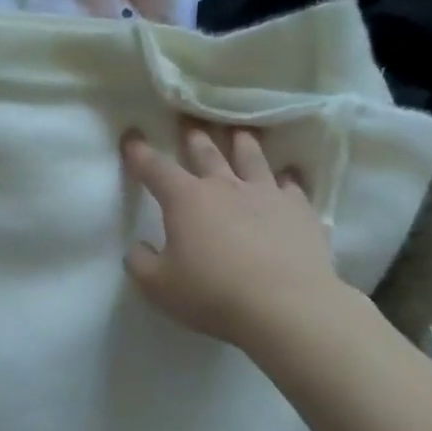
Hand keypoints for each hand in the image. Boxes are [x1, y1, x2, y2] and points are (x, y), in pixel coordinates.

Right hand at [122, 122, 337, 349]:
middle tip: (189, 125)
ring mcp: (267, 194)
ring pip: (252, 159)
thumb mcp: (159, 286)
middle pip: (207, 153)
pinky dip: (287, 179)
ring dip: (243, 144)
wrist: (285, 305)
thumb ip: (141, 263)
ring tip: (240, 134)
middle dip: (193, 138)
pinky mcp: (300, 211)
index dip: (140, 153)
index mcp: (187, 200)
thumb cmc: (213, 294)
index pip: (156, 168)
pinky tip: (289, 177)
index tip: (131, 137)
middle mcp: (226, 187)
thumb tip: (138, 248)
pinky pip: (292, 186)